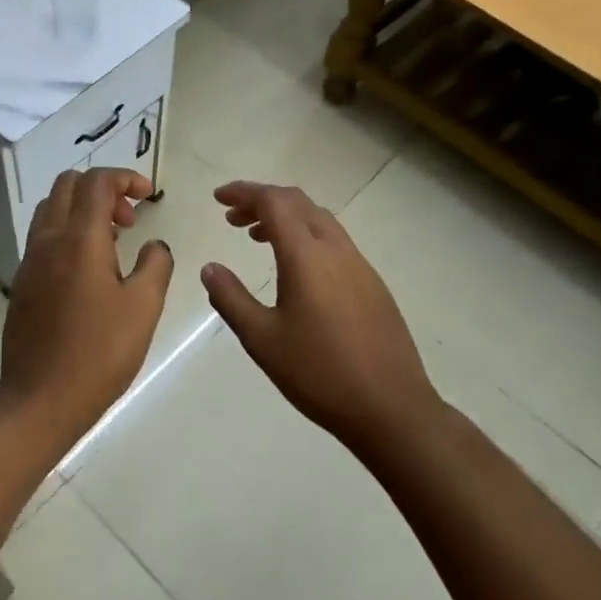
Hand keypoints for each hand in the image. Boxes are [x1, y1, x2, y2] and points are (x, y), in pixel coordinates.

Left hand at [0, 168, 173, 435]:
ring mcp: (29, 262)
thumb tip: (155, 245)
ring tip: (111, 242)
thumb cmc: (100, 352)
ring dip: (81, 210)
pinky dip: (67, 233)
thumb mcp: (144, 307)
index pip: (97, 182)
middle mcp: (48, 240)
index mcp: (79, 239)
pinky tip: (88, 271)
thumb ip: (156, 265)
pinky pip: (43, 238)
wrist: (40, 398)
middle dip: (102, 189)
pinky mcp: (21, 284)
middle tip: (129, 219)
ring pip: (51, 210)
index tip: (148, 195)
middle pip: (67, 185)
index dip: (126, 177)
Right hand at [201, 181, 438, 451]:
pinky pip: (334, 242)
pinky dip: (307, 237)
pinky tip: (295, 270)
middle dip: (262, 201)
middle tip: (232, 218)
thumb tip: (210, 268)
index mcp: (307, 256)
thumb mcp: (262, 339)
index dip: (244, 192)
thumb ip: (231, 298)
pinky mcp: (373, 285)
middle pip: (298, 203)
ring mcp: (360, 266)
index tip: (218, 198)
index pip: (274, 202)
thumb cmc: (318, 373)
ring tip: (256, 238)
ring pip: (319, 221)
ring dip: (286, 218)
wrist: (390, 407)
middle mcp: (336, 250)